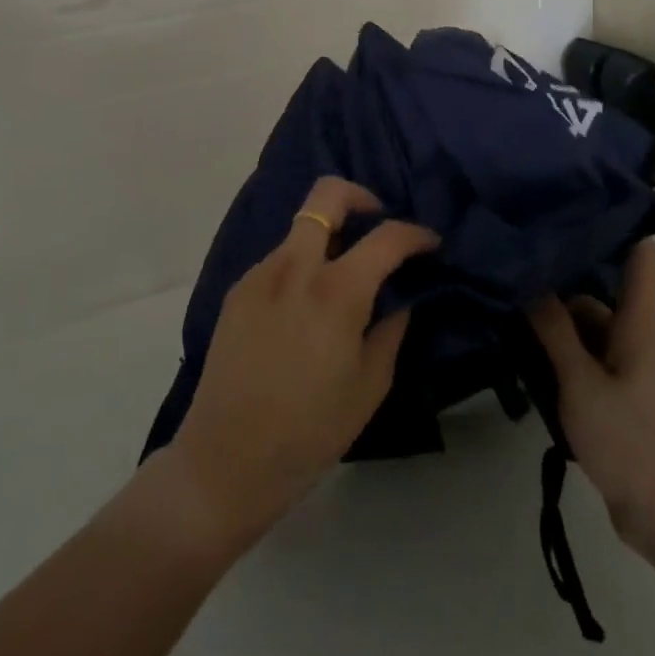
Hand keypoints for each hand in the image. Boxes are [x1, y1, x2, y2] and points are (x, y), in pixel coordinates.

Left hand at [165, 178, 438, 551]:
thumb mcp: (369, 385)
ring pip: (301, 228)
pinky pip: (280, 259)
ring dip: (329, 237)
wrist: (225, 461)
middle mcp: (295, 266)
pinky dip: (302, 265)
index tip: (429, 243)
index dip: (416, 233)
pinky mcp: (238, 290)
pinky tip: (306, 308)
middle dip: (360, 197)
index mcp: (335, 291)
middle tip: (377, 225)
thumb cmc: (309, 431)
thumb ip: (391, 329)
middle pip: (327, 194)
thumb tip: (400, 297)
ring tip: (342, 279)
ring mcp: (260, 274)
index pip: (386, 236)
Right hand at [530, 239, 654, 561]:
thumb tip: (528, 279)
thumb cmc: (630, 439)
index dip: (614, 224)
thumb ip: (553, 330)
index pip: (638, 256)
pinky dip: (553, 351)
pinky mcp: (609, 393)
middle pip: (595, 290)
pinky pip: (578, 357)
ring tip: (503, 301)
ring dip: (549, 319)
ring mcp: (621, 365)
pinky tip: (517, 349)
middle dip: (557, 277)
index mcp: (637, 322)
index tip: (572, 203)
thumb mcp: (581, 382)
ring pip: (582, 326)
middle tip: (511, 257)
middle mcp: (631, 335)